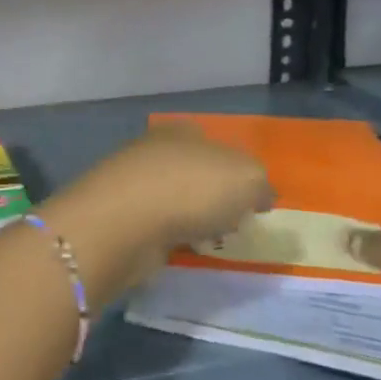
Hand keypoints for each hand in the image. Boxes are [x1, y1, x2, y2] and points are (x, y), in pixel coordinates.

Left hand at [45, 125, 271, 289]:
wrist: (126, 222)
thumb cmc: (192, 189)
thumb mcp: (247, 179)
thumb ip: (260, 185)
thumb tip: (259, 196)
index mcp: (185, 131)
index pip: (217, 146)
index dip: (237, 172)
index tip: (251, 202)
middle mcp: (157, 148)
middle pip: (194, 171)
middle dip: (213, 195)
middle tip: (232, 223)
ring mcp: (134, 180)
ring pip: (174, 197)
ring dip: (190, 216)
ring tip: (209, 240)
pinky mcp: (120, 213)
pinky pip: (157, 222)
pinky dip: (169, 234)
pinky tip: (180, 248)